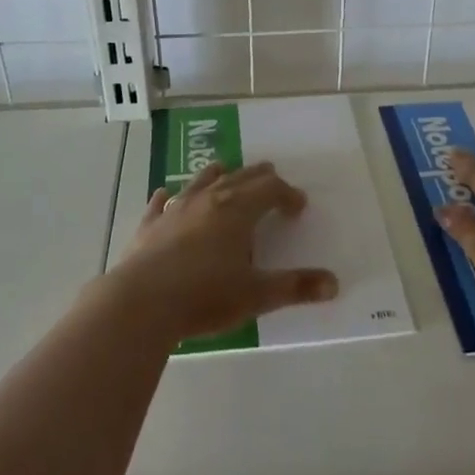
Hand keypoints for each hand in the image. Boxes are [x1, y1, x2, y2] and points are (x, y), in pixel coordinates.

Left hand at [110, 160, 338, 342]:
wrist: (141, 303)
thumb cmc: (205, 296)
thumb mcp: (257, 295)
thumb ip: (295, 287)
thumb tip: (333, 284)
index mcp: (238, 210)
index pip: (270, 189)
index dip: (287, 194)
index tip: (298, 206)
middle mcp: (208, 199)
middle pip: (239, 178)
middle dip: (258, 177)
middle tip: (271, 178)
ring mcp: (175, 209)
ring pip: (201, 181)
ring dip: (217, 175)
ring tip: (225, 171)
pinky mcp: (149, 225)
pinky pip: (161, 202)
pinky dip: (168, 196)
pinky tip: (165, 195)